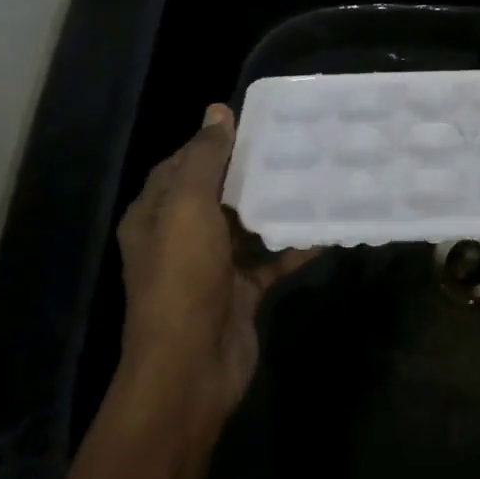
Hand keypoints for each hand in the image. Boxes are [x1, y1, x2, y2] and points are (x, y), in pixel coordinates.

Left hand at [113, 104, 313, 433]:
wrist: (192, 367)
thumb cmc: (183, 279)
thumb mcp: (188, 208)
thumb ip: (205, 159)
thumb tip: (217, 111)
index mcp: (155, 214)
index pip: (182, 165)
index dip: (213, 142)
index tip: (254, 123)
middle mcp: (179, 237)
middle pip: (218, 193)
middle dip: (251, 172)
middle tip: (295, 145)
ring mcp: (211, 267)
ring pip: (246, 226)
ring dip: (275, 207)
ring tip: (314, 178)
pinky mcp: (240, 291)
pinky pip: (269, 260)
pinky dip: (292, 246)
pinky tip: (324, 229)